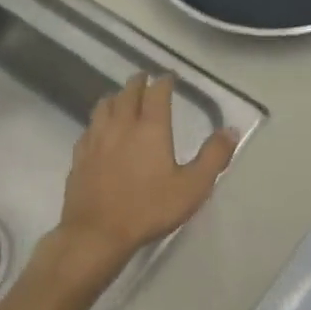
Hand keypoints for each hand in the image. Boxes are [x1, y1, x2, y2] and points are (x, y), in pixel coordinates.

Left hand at [56, 74, 238, 271]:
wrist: (97, 233)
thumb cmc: (149, 208)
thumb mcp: (193, 186)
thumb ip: (213, 156)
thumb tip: (231, 130)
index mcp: (150, 128)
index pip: (156, 93)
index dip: (163, 82)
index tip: (169, 77)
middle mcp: (121, 126)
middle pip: (127, 94)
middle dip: (138, 83)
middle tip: (144, 78)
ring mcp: (96, 140)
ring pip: (103, 106)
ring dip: (115, 97)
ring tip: (120, 97)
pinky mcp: (79, 157)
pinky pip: (89, 128)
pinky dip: (97, 121)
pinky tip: (98, 130)